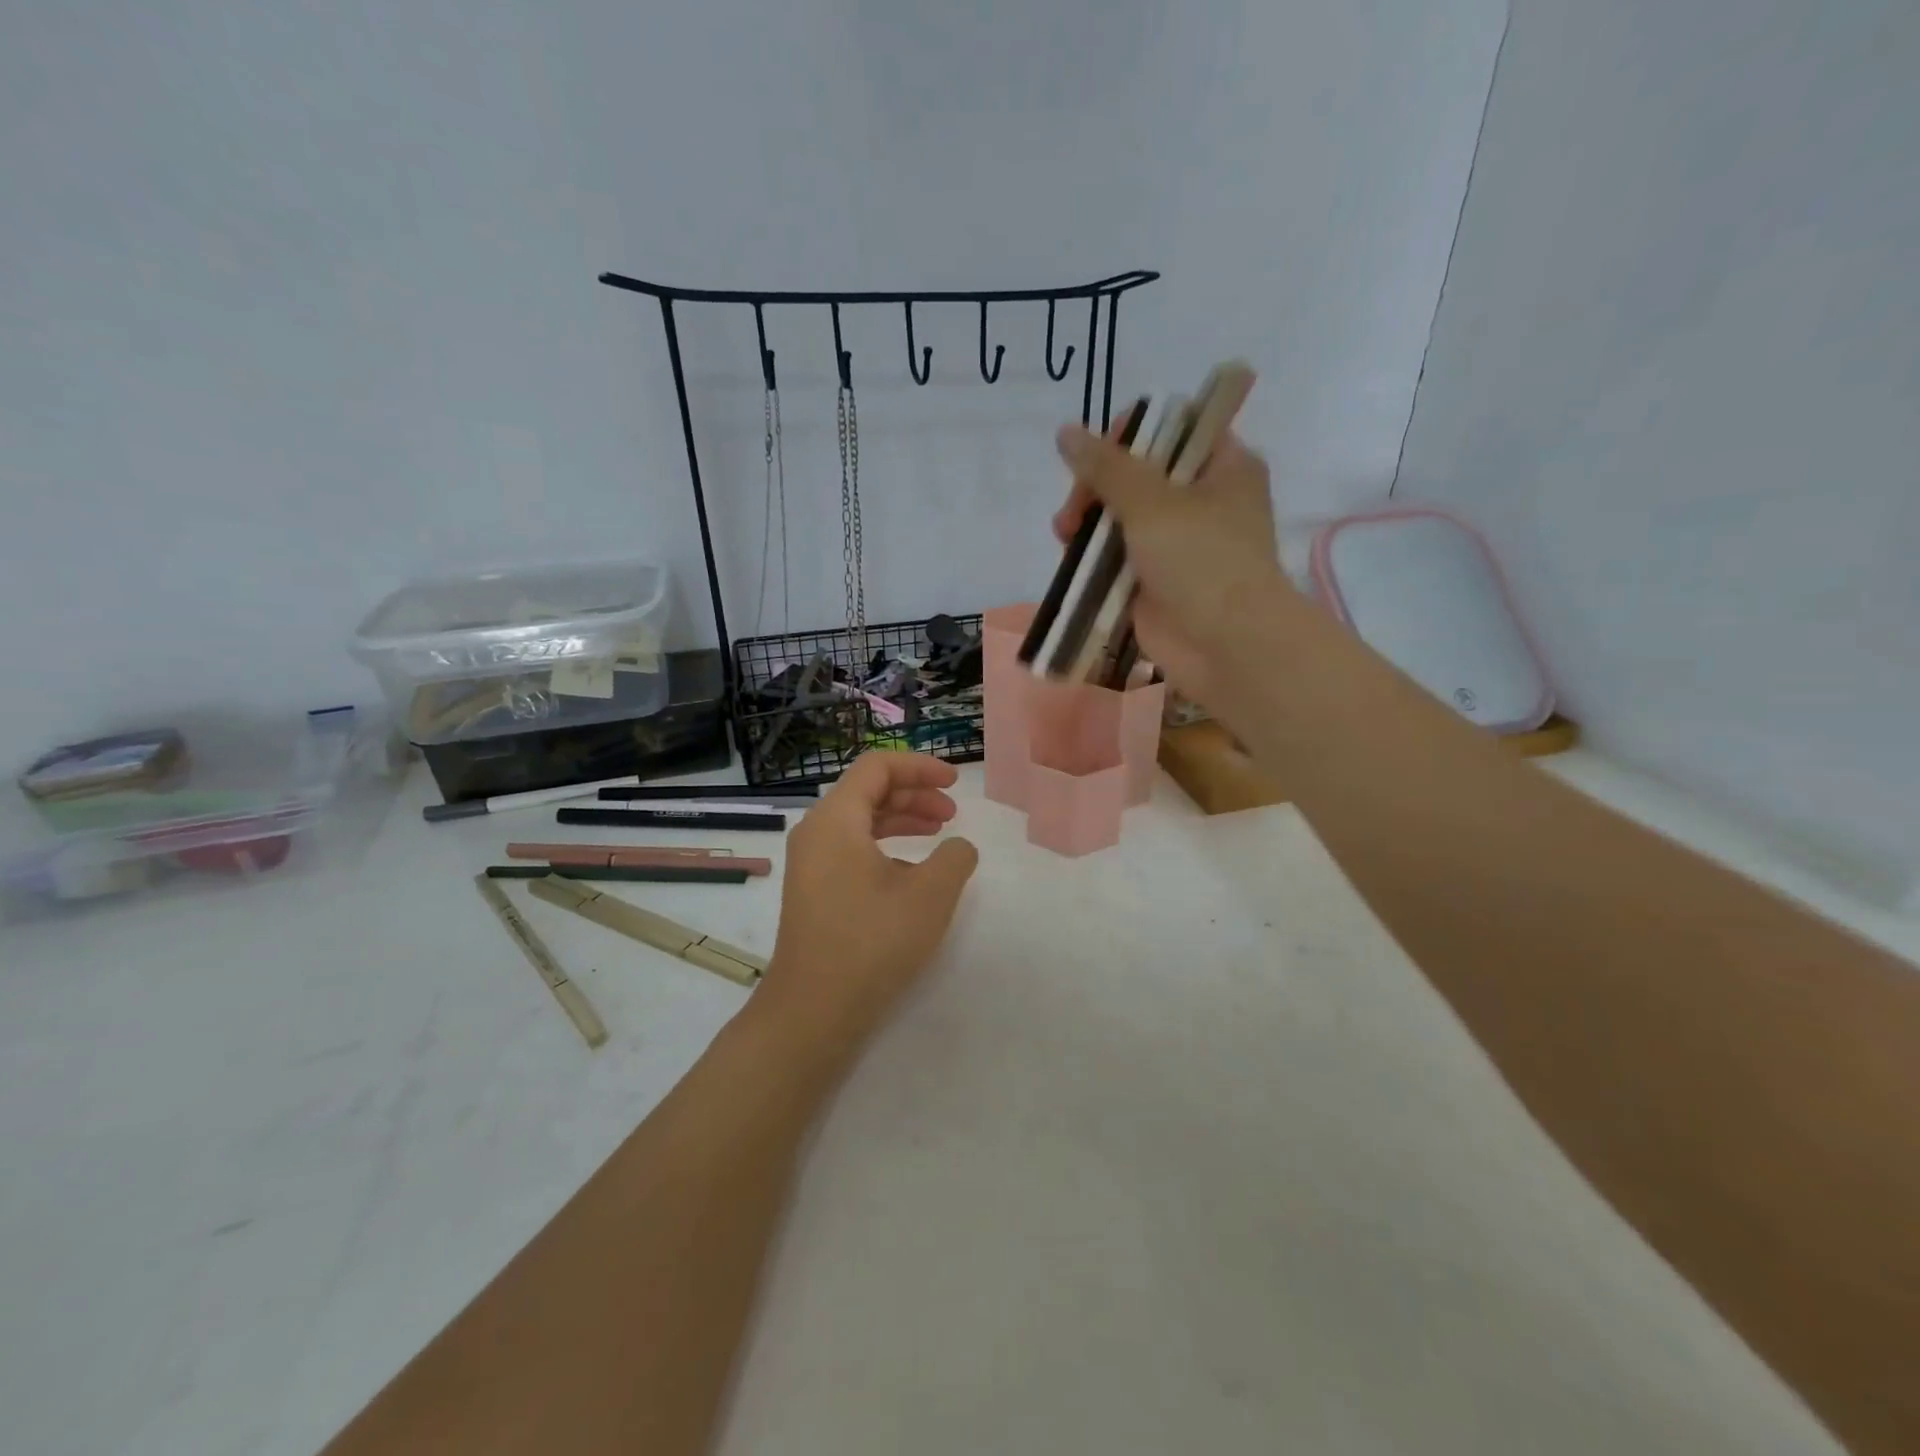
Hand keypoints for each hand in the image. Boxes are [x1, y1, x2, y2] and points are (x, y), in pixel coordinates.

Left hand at [758, 753, 978, 1049]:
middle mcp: (816, 832)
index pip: (877, 766)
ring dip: (902, 820)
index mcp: (836, 819)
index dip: (920, 766)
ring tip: (939, 835)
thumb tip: (958, 848)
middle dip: (915, 794)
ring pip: (860, 822)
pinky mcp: (814, 891)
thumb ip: (954, 857)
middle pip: (868, 791)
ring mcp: (810, 864)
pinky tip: (911, 873)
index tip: (955, 783)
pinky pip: (851, 849)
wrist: (813, 1011)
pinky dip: (885, 847)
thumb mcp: (930, 895)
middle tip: (953, 814)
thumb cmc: (872, 942)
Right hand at [1052, 421, 1293, 719]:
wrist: (1224, 645)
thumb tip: (1066, 432)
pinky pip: (1116, 557)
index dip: (1131, 435)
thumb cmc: (1201, 560)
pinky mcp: (1155, 580)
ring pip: (1122, 517)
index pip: (1173, 429)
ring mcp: (1178, 544)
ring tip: (1066, 534)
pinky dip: (1093, 556)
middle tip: (1077, 507)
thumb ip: (1105, 466)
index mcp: (1223, 466)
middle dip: (1098, 486)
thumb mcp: (1151, 501)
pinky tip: (1070, 557)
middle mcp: (1203, 499)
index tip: (1099, 457)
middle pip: (1138, 474)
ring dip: (1089, 521)